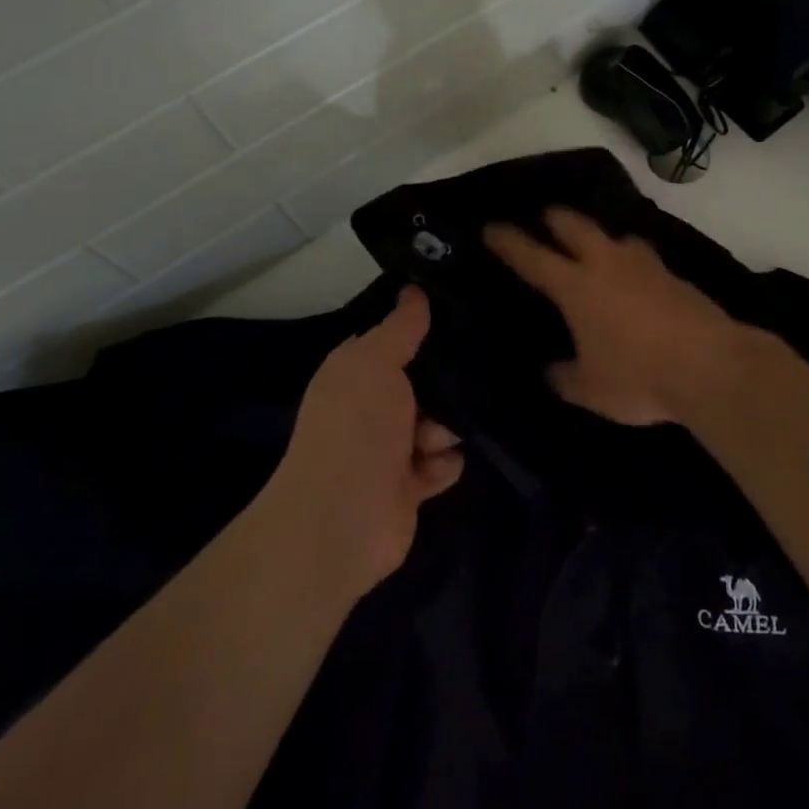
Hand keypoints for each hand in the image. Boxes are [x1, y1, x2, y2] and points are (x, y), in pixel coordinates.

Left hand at [260, 287, 462, 596]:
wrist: (342, 519)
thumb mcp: (375, 361)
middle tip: (465, 379)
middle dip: (446, 383)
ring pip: (439, 422)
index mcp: (356, 373)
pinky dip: (444, 464)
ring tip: (435, 439)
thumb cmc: (356, 427)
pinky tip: (437, 465)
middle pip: (424, 382)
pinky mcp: (408, 486)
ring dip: (446, 428)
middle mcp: (371, 407)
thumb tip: (413, 288)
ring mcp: (390, 449)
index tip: (461, 314)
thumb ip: (400, 326)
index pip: (395, 340)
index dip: (423, 329)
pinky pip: (443, 463)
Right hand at [484, 208, 756, 425]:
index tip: (491, 227)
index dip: (508, 241)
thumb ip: (564, 377)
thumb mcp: (590, 390)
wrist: (712, 366)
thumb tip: (551, 371)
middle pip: (575, 226)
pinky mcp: (673, 275)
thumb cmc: (639, 376)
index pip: (532, 257)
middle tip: (545, 217)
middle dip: (556, 218)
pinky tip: (634, 277)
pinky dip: (630, 260)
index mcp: (576, 287)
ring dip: (599, 236)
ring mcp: (644, 265)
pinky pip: (643, 257)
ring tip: (594, 246)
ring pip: (615, 236)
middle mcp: (607, 264)